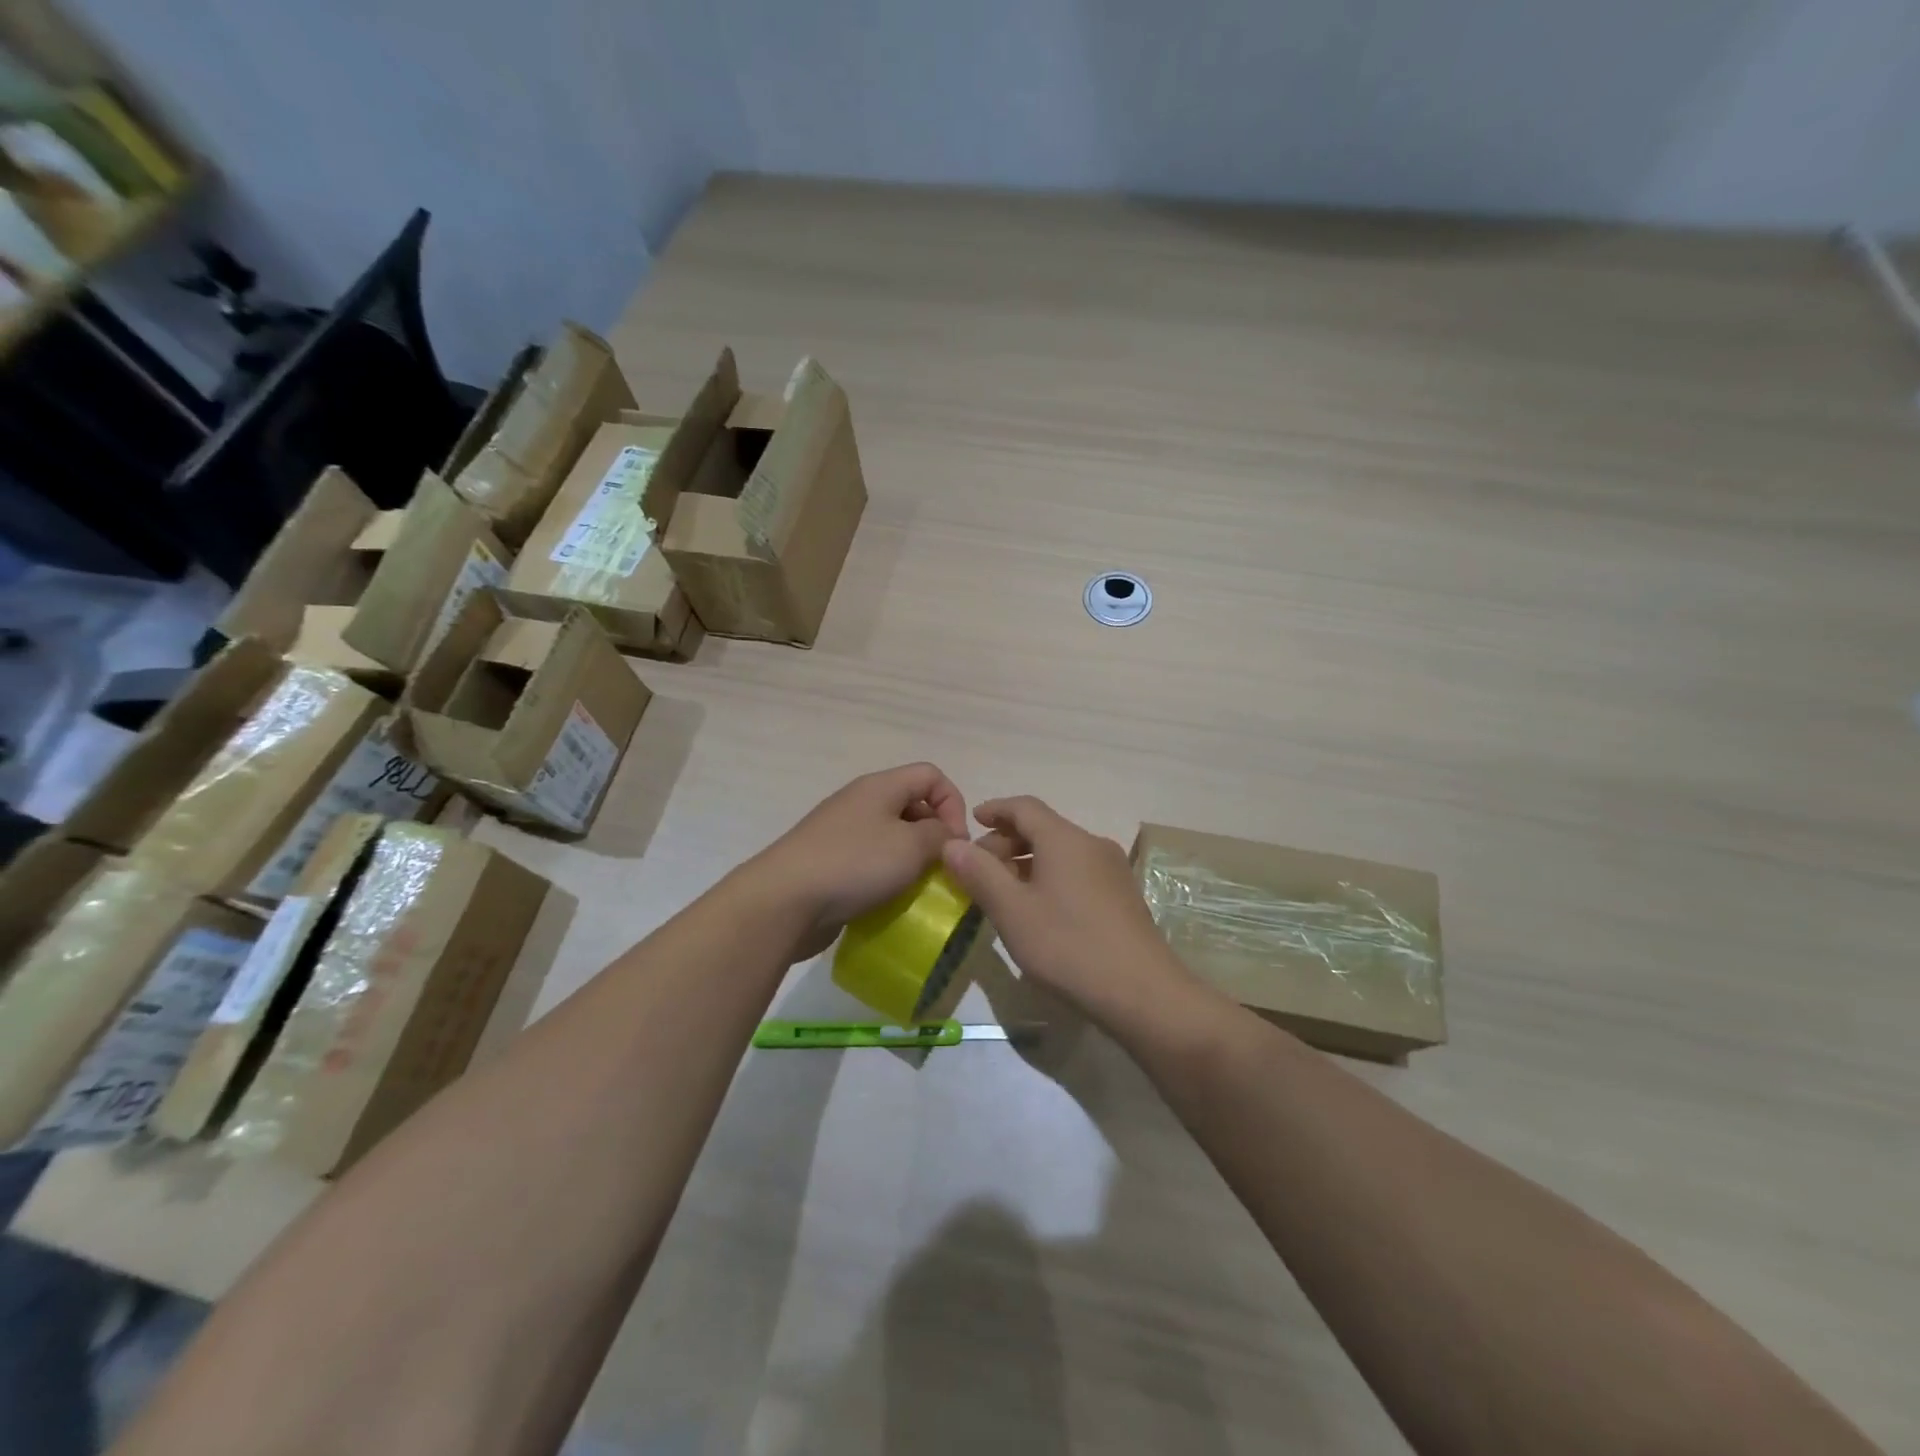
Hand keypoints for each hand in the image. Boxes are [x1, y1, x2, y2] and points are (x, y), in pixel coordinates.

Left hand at [751, 763, 968, 959]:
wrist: (784, 901)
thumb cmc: (854, 864)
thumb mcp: (911, 847)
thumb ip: (941, 836)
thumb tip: (947, 836)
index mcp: (880, 786)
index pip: (931, 775)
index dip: (953, 804)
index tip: (955, 842)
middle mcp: (860, 801)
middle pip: (911, 804)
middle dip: (934, 834)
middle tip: (941, 869)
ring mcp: (841, 832)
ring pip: (891, 836)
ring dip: (911, 860)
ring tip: (918, 888)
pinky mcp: (829, 862)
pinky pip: (869, 861)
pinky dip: (886, 877)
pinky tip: (888, 900)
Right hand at [939, 796, 1200, 1032]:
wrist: (1142, 991)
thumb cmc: (1068, 945)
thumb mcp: (1012, 911)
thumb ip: (979, 873)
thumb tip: (953, 844)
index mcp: (1064, 839)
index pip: (1024, 807)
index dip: (995, 809)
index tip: (972, 821)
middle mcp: (1091, 844)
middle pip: (1043, 828)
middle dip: (1007, 842)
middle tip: (979, 870)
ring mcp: (1112, 869)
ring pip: (1060, 851)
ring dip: (1027, 862)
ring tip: (1003, 892)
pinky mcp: (1122, 895)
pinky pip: (1077, 871)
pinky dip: (1050, 876)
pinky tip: (1039, 909)